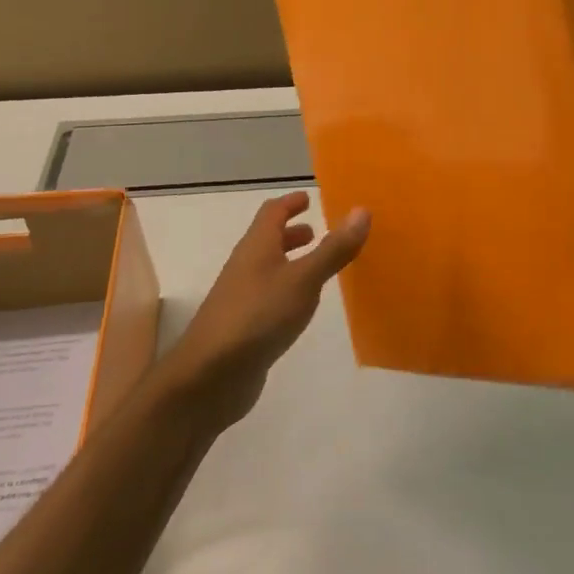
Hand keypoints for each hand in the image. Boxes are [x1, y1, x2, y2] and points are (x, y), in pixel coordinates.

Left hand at [161, 192, 369, 431]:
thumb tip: (361, 211)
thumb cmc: (258, 316)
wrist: (211, 374)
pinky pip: (270, 296)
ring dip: (290, 262)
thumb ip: (333, 249)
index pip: (272, 213)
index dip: (290, 203)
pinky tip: (301, 307)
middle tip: (317, 232)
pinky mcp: (244, 326)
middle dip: (291, 233)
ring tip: (317, 268)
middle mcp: (245, 267)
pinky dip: (288, 290)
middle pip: (267, 240)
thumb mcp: (303, 280)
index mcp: (256, 247)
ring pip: (268, 269)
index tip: (309, 198)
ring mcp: (242, 298)